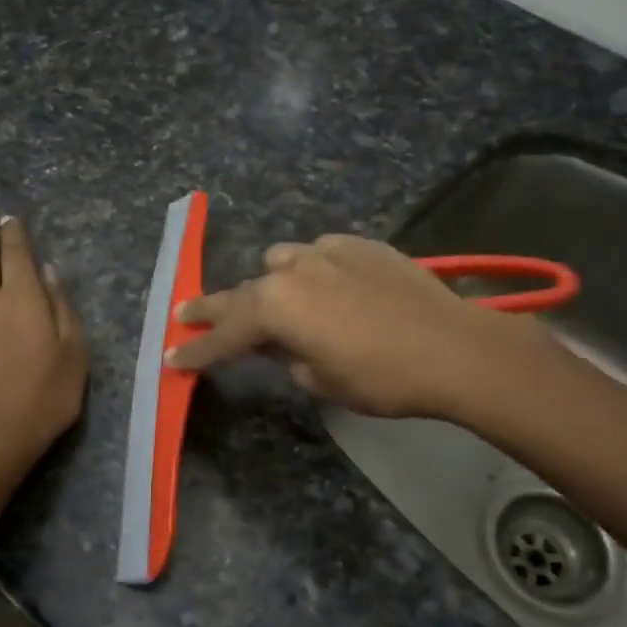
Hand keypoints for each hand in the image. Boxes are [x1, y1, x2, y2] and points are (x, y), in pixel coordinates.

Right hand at [166, 234, 549, 418]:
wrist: (454, 348)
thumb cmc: (382, 378)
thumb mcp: (322, 381)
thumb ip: (288, 358)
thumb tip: (280, 346)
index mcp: (275, 308)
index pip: (224, 333)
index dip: (198, 349)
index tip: (173, 356)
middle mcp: (293, 270)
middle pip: (242, 292)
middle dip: (214, 308)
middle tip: (186, 314)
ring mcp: (328, 251)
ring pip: (281, 261)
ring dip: (271, 283)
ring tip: (276, 301)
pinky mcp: (361, 245)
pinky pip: (322, 253)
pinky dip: (314, 269)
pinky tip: (329, 285)